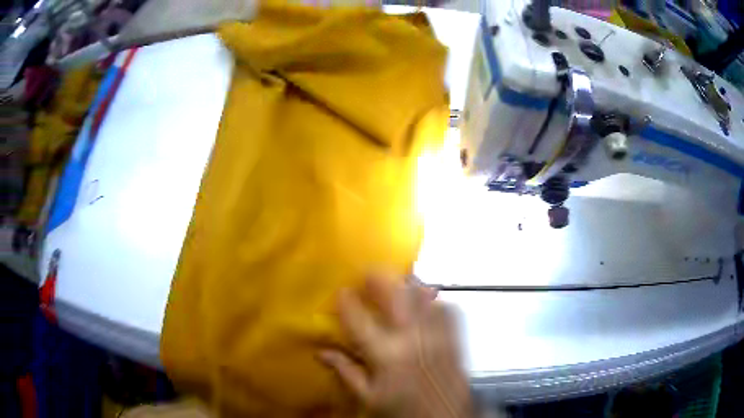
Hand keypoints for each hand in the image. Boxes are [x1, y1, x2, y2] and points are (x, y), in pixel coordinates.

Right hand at [319, 275, 472, 417]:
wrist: (444, 417)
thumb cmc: (403, 409)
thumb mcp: (369, 397)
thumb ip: (345, 371)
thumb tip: (321, 352)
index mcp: (385, 355)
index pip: (358, 319)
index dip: (346, 301)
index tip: (340, 291)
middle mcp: (412, 338)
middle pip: (395, 294)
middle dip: (379, 277)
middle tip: (368, 273)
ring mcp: (436, 333)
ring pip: (422, 294)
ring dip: (406, 283)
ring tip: (395, 282)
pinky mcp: (454, 336)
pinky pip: (445, 306)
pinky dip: (432, 299)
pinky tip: (425, 302)